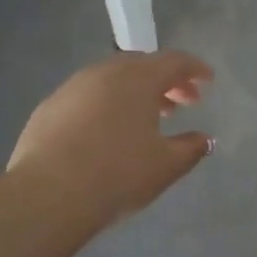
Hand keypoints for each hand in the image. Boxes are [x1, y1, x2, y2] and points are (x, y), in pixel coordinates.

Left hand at [8, 51, 213, 229]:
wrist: (49, 194)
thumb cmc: (118, 174)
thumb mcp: (166, 165)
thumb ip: (191, 148)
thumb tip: (204, 139)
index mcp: (138, 78)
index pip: (175, 62)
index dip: (195, 69)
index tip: (208, 81)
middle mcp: (104, 72)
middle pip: (142, 66)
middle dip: (165, 82)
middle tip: (181, 103)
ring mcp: (72, 88)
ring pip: (112, 80)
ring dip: (134, 94)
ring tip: (146, 120)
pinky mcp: (49, 108)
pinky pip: (88, 98)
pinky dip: (106, 106)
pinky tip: (108, 133)